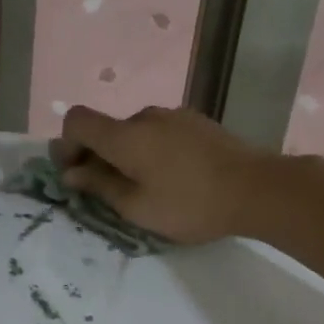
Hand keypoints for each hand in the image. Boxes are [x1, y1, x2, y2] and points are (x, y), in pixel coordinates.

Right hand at [53, 105, 283, 245]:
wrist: (257, 188)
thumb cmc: (190, 204)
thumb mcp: (138, 207)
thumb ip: (100, 187)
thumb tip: (72, 173)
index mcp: (125, 135)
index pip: (77, 120)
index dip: (66, 145)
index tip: (76, 174)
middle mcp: (146, 116)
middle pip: (107, 129)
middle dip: (98, 157)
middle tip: (109, 194)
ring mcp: (175, 116)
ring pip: (136, 133)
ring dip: (129, 156)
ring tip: (147, 190)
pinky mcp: (198, 123)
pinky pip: (161, 134)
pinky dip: (154, 152)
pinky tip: (174, 179)